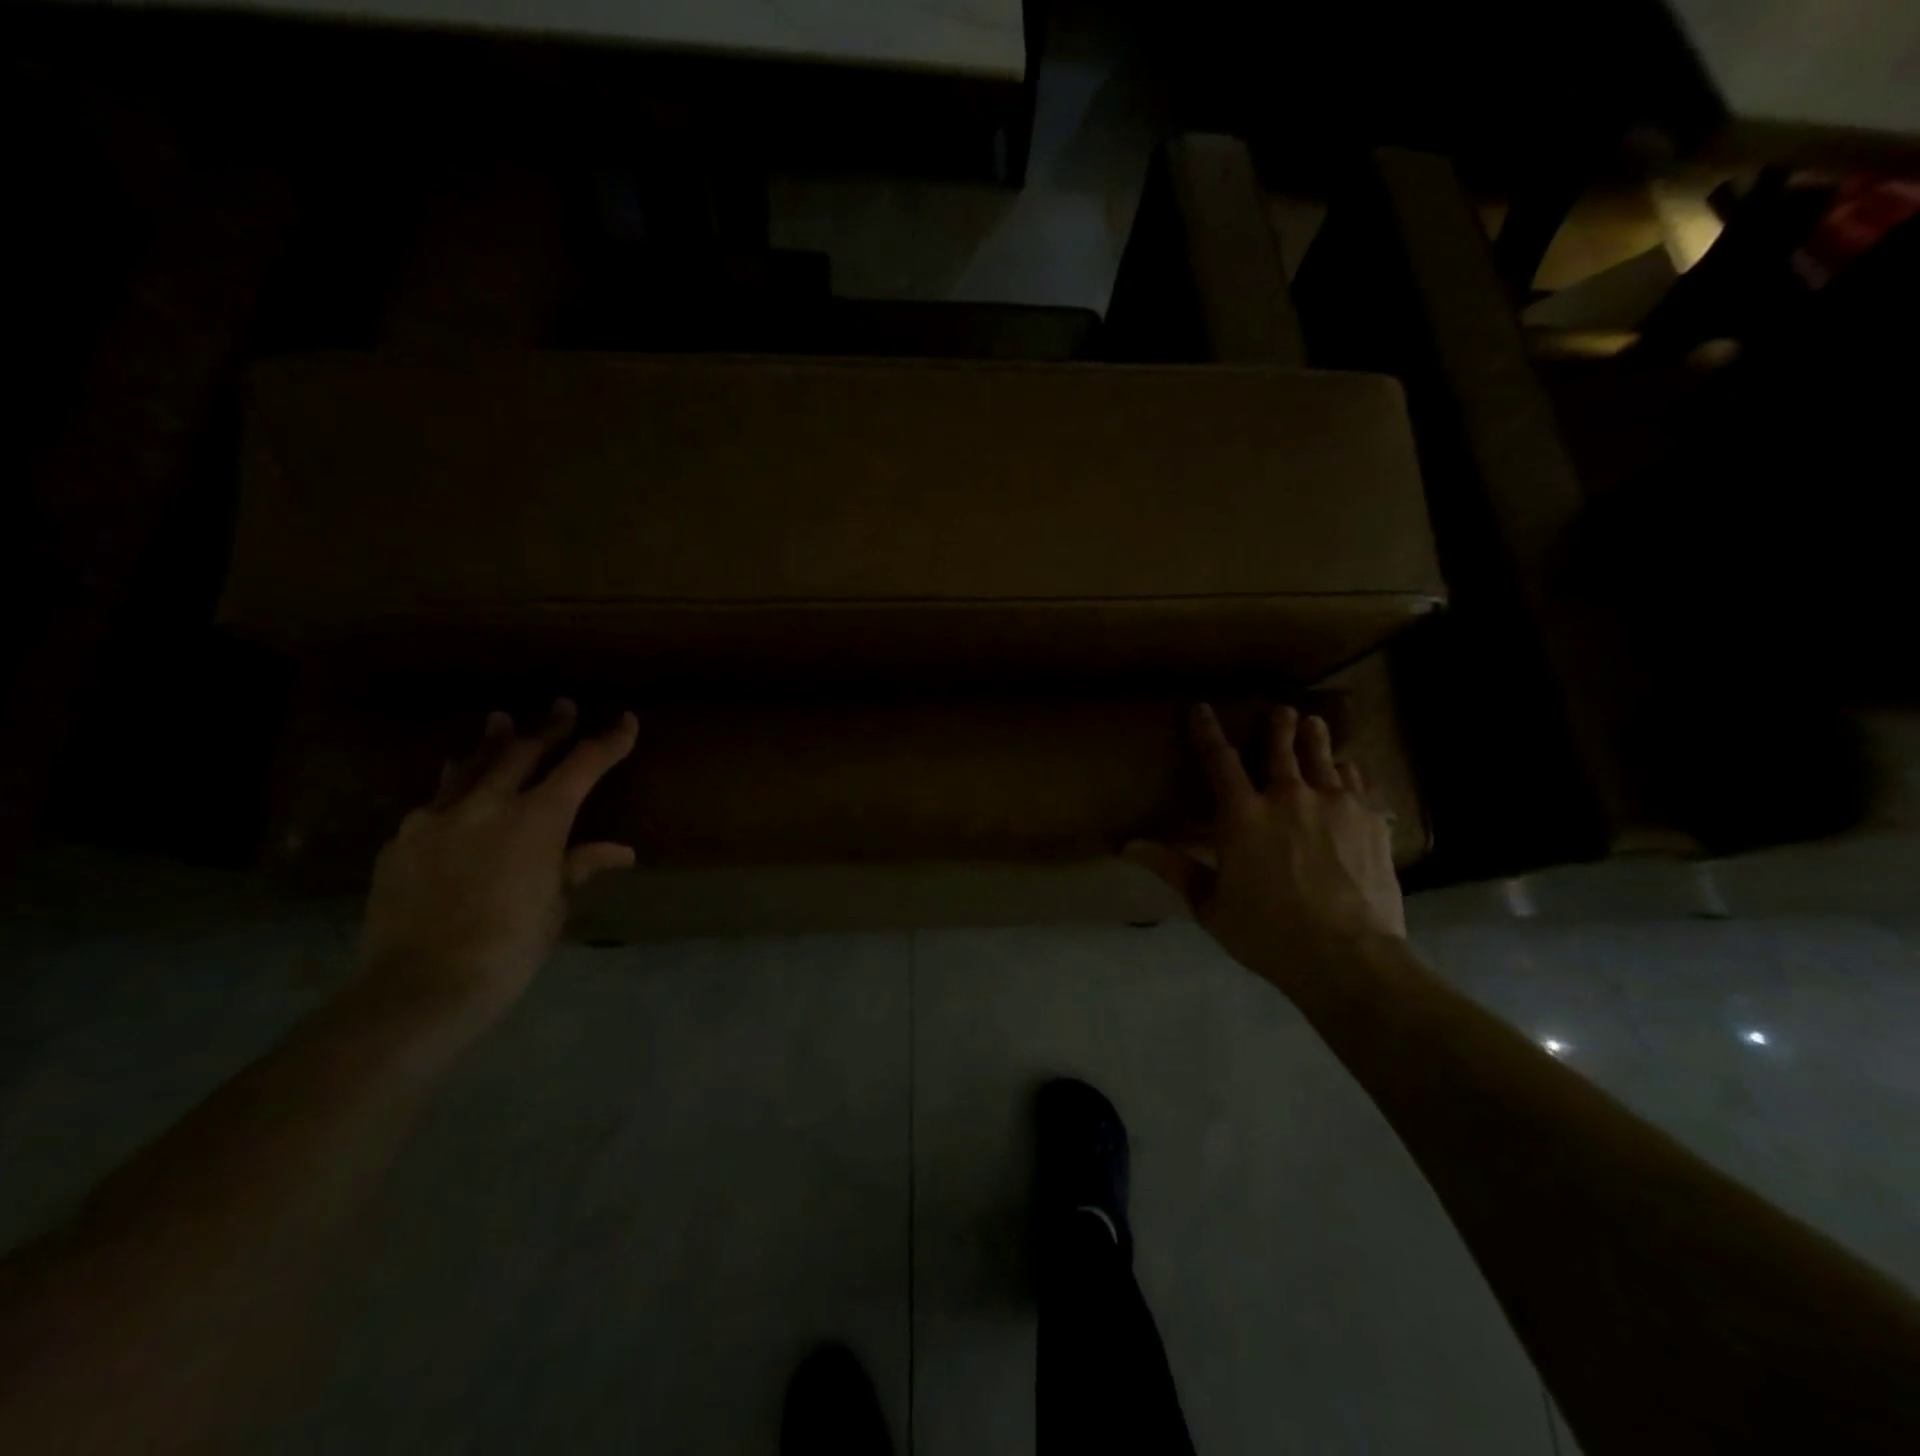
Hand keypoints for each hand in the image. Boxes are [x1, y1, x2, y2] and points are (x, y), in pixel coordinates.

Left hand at [358, 699, 638, 1019]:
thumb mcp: (555, 903)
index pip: (583, 765)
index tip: (626, 721)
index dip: (608, 741)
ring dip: (492, 742)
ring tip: (499, 721)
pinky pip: (435, 801)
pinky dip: (455, 787)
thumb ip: (579, 864)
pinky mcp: (403, 840)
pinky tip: (455, 791)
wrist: (422, 983)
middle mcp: (488, 804)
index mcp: (538, 819)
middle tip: (561, 707)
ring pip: (471, 765)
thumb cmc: (510, 945)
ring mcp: (438, 818)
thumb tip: (620, 851)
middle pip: (523, 750)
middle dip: (549, 728)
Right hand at [1129, 704, 1404, 977]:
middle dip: (1278, 726)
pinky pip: (1356, 783)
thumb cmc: (1267, 933)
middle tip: (1281, 710)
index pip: (1219, 760)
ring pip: (1322, 758)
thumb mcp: (1209, 905)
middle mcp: (1287, 797)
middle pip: (1280, 749)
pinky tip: (1349, 769)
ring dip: (1315, 738)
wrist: (1346, 955)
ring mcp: (1333, 804)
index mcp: (1242, 815)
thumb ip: (1173, 868)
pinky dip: (1347, 772)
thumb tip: (1128, 846)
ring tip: (1314, 723)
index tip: (1202, 708)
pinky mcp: (1368, 820)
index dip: (1207, 731)